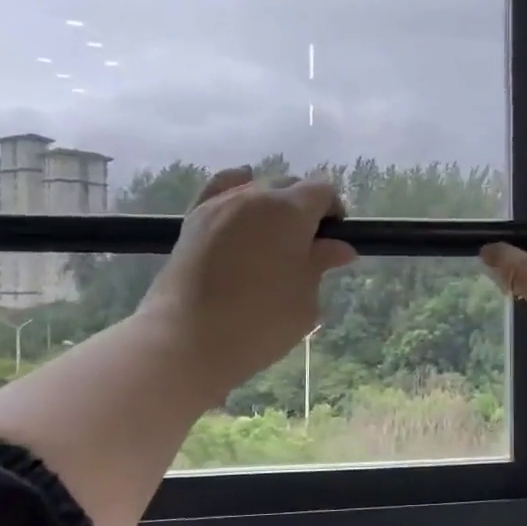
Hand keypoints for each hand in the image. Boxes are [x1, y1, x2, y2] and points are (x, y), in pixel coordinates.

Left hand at [140, 166, 357, 403]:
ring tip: (273, 240)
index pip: (322, 190)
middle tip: (307, 247)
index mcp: (290, 210)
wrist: (187, 340)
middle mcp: (255, 196)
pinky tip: (243, 202)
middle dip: (304, 208)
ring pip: (256, 189)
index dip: (333, 210)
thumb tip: (339, 247)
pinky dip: (237, 190)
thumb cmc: (260, 322)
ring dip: (272, 206)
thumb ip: (321, 264)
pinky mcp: (193, 220)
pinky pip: (220, 189)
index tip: (334, 240)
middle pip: (289, 185)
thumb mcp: (305, 298)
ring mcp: (220, 204)